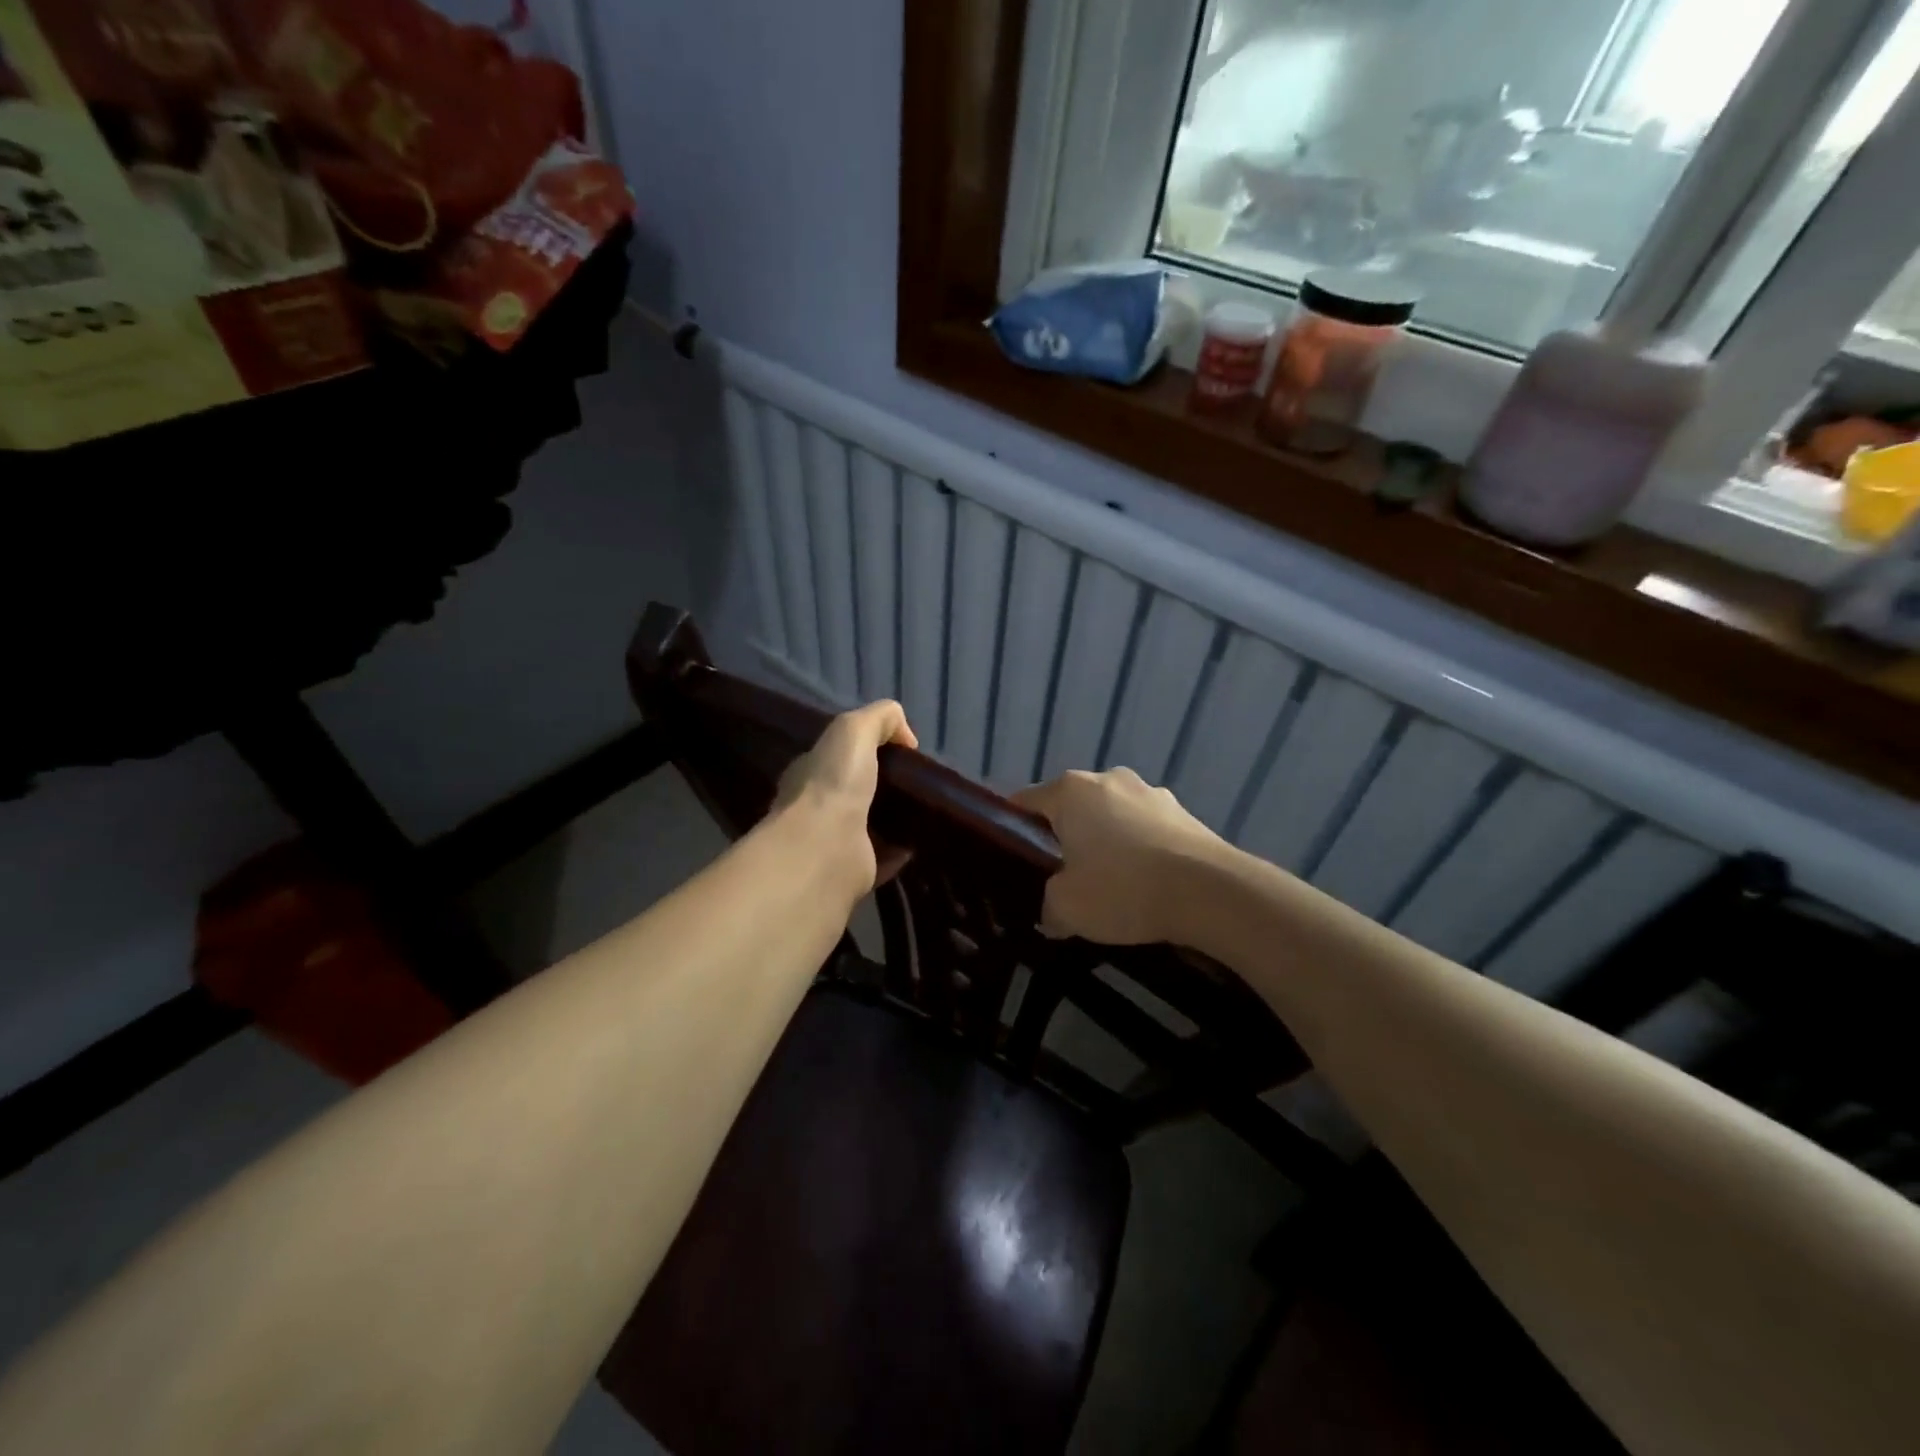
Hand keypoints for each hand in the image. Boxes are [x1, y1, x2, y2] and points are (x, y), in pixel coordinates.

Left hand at [772, 701, 917, 897]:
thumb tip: (906, 736)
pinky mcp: (854, 872)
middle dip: (883, 786)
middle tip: (919, 781)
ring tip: (927, 809)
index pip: (837, 756)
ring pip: (870, 826)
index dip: (866, 749)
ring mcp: (835, 843)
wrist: (825, 848)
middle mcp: (818, 808)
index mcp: (811, 772)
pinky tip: (922, 841)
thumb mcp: (854, 729)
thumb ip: (880, 718)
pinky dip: (901, 851)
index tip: (901, 751)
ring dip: (894, 819)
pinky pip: (883, 858)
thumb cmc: (833, 783)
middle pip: (855, 791)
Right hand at [1013, 769, 1226, 945]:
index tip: (1013, 861)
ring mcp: (1150, 792)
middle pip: (1071, 808)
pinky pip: (1145, 830)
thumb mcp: (1066, 909)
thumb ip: (1048, 906)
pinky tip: (1146, 884)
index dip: (1013, 831)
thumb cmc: (1123, 889)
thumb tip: (1052, 912)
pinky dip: (1140, 850)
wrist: (1211, 892)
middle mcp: (1108, 779)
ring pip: (1111, 817)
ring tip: (1110, 885)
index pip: (1025, 803)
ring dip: (1105, 842)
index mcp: (1071, 791)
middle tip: (1061, 878)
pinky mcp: (1183, 812)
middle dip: (1064, 838)